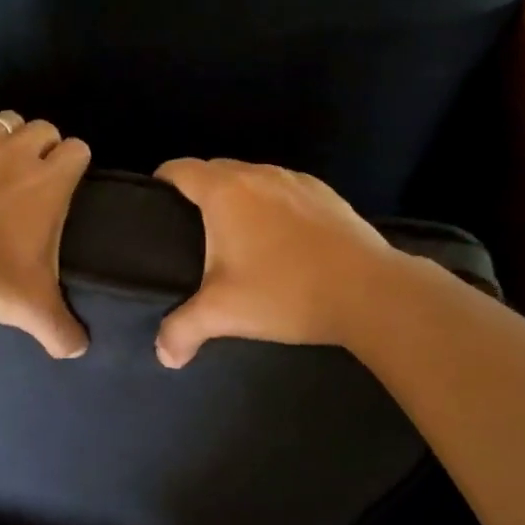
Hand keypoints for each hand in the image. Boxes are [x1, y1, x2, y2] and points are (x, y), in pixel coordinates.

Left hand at [0, 85, 91, 357]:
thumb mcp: (30, 311)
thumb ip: (62, 329)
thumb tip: (80, 349)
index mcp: (49, 183)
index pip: (78, 150)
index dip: (72, 166)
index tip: (61, 188)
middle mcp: (17, 151)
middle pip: (44, 129)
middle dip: (41, 149)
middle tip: (25, 183)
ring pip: (3, 119)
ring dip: (4, 136)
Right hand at [153, 158, 393, 367]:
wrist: (370, 292)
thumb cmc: (285, 292)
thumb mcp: (223, 314)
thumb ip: (182, 331)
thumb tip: (163, 356)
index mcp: (225, 192)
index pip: (180, 169)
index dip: (161, 183)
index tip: (154, 206)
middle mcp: (259, 174)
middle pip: (215, 170)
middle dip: (198, 193)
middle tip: (189, 233)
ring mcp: (297, 181)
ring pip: (253, 179)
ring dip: (238, 200)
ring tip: (235, 238)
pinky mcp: (327, 195)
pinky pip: (285, 192)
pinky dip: (272, 207)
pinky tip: (281, 243)